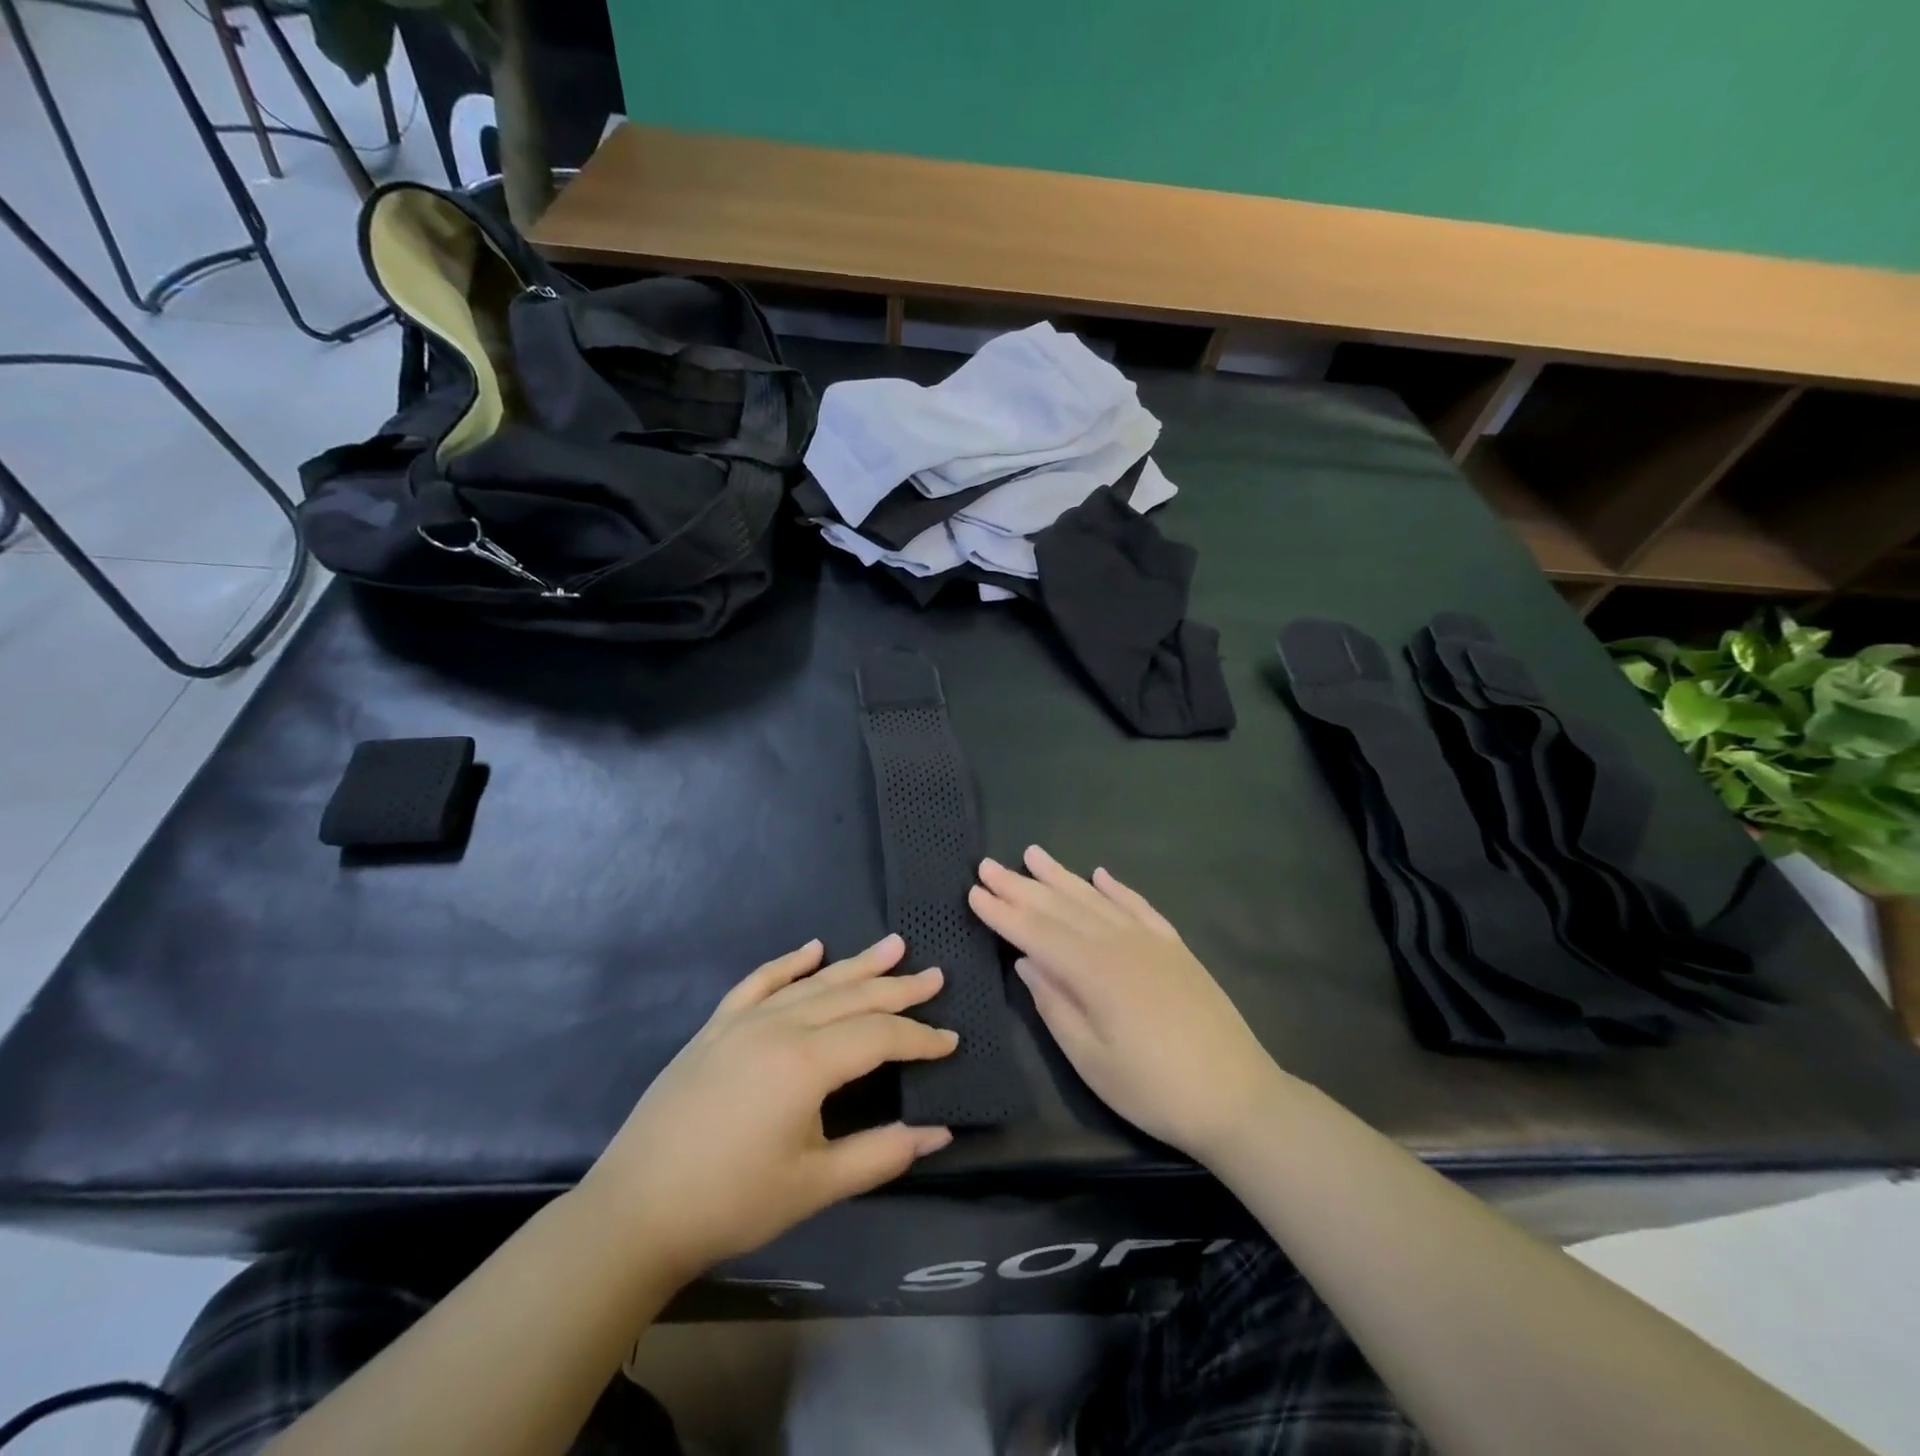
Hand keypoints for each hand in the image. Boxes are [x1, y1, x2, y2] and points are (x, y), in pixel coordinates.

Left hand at [579, 935, 957, 1280]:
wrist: (636, 1210)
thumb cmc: (732, 1201)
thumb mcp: (816, 1186)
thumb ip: (882, 1153)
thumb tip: (939, 1131)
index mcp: (807, 1062)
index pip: (880, 1036)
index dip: (920, 1038)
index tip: (952, 1040)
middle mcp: (780, 1026)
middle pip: (852, 997)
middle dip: (898, 989)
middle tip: (935, 975)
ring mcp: (744, 1021)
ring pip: (813, 983)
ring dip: (856, 965)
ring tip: (892, 946)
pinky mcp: (716, 1027)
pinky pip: (759, 982)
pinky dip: (789, 963)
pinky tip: (812, 949)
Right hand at [969, 846, 1284, 1162]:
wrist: (1238, 1097)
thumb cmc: (1154, 1089)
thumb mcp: (1091, 1059)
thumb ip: (1054, 1005)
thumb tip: (1025, 962)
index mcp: (1093, 971)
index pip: (1036, 933)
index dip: (1002, 913)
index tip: (973, 891)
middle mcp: (1119, 943)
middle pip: (1061, 907)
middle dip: (1021, 886)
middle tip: (988, 865)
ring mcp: (1150, 941)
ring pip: (1095, 899)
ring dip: (1061, 876)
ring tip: (1032, 854)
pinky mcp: (1175, 948)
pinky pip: (1139, 907)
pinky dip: (1116, 888)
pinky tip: (1100, 874)